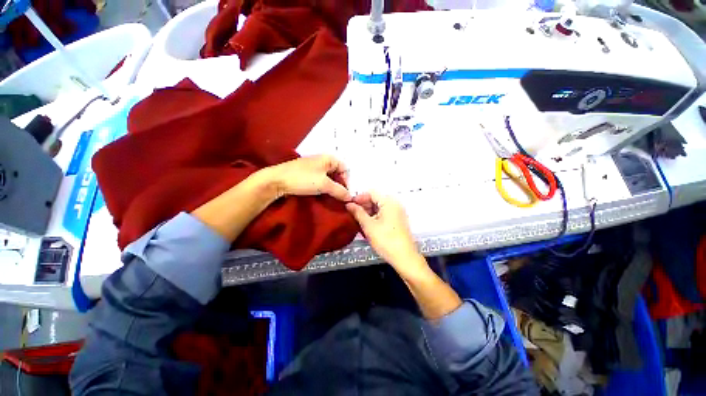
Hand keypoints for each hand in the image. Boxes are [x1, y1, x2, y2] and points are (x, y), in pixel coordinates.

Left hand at [265, 155, 350, 200]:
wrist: (276, 181)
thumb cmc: (303, 179)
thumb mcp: (324, 185)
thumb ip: (339, 191)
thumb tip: (350, 198)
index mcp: (329, 158)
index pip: (345, 169)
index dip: (347, 181)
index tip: (346, 194)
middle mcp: (323, 161)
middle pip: (337, 174)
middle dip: (340, 185)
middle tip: (341, 197)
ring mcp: (314, 168)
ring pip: (329, 178)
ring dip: (332, 188)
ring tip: (334, 198)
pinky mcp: (308, 175)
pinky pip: (321, 181)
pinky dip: (324, 188)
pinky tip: (324, 195)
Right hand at [345, 192, 427, 277]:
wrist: (404, 258)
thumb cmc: (386, 240)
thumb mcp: (368, 226)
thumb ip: (358, 213)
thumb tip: (349, 204)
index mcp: (389, 202)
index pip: (371, 193)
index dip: (359, 198)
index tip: (349, 205)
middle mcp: (395, 204)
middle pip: (376, 199)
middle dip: (363, 205)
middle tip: (352, 214)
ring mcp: (398, 212)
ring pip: (379, 207)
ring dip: (368, 212)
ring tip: (358, 220)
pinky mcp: (398, 220)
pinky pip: (384, 214)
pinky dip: (375, 217)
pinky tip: (367, 224)